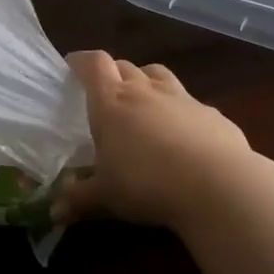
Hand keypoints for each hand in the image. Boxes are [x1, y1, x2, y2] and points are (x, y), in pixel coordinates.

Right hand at [52, 51, 252, 232]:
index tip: (73, 65)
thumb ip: (79, 199)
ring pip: (159, 75)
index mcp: (112, 103)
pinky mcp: (213, 114)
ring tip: (143, 100)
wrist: (218, 186)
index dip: (82, 61)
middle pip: (125, 66)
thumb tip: (55, 211)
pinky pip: (191, 103)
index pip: (94, 65)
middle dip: (113, 73)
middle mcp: (145, 91)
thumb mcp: (105, 197)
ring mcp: (183, 99)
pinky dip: (181, 111)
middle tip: (105, 92)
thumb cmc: (147, 184)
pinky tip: (184, 135)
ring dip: (147, 81)